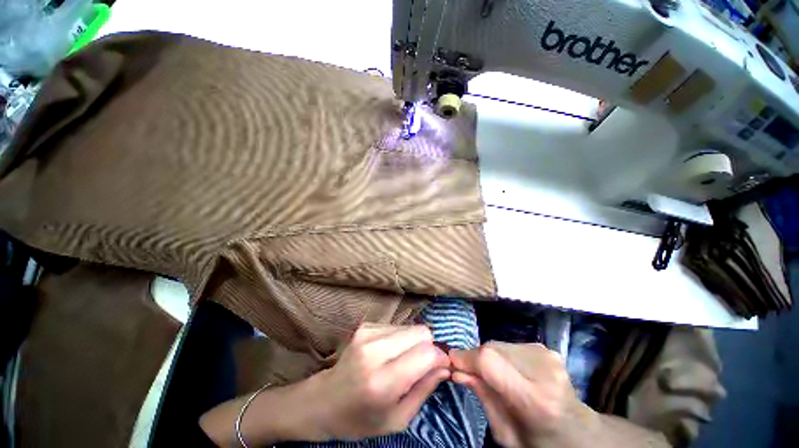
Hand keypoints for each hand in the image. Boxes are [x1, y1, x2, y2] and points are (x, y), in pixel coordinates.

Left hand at [308, 324, 450, 439]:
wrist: (323, 401)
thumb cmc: (360, 419)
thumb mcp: (397, 419)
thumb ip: (424, 390)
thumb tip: (445, 366)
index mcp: (382, 382)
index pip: (426, 353)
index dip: (439, 358)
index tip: (441, 368)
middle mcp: (374, 351)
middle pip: (421, 332)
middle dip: (428, 347)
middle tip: (421, 365)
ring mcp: (367, 333)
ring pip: (410, 327)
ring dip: (414, 343)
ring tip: (402, 361)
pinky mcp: (365, 326)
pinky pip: (397, 326)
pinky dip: (400, 339)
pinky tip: (389, 353)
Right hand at [450, 342, 587, 447]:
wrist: (580, 434)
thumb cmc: (539, 442)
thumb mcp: (505, 434)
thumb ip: (482, 398)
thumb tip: (457, 371)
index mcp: (536, 399)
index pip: (490, 361)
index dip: (466, 357)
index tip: (451, 362)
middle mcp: (543, 370)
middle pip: (493, 349)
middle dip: (476, 358)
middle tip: (470, 373)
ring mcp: (547, 355)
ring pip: (499, 344)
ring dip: (489, 357)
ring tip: (494, 376)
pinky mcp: (547, 348)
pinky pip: (510, 345)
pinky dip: (501, 355)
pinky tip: (510, 371)